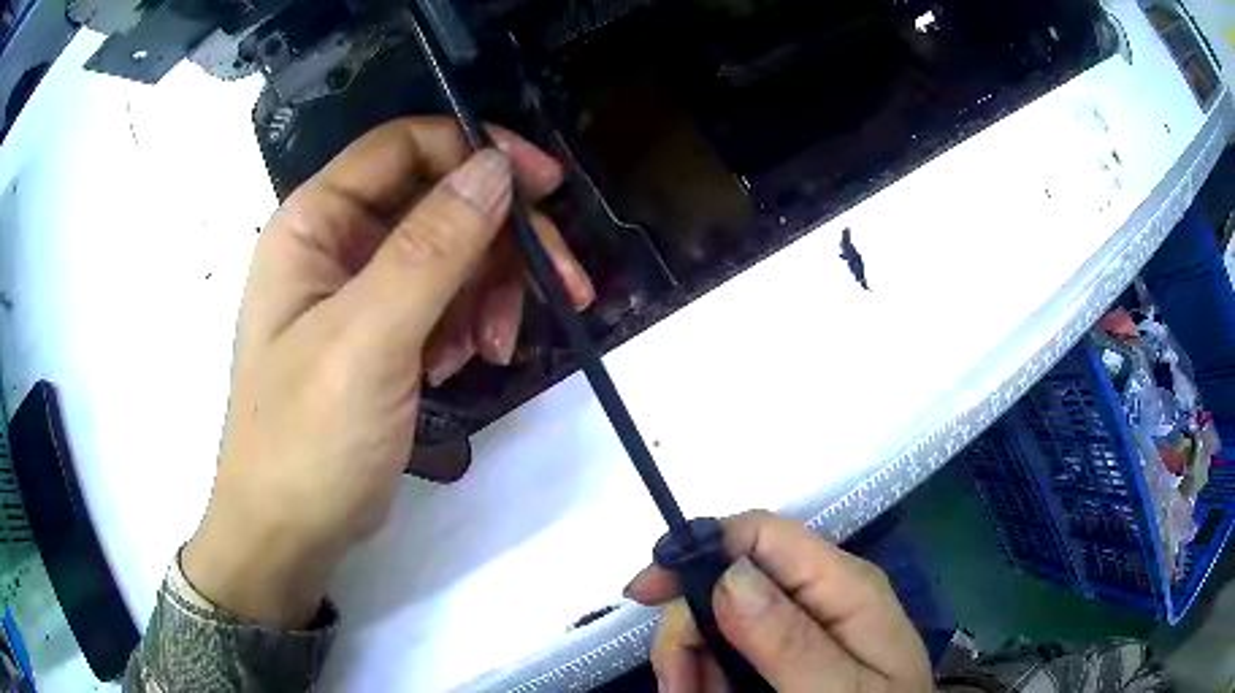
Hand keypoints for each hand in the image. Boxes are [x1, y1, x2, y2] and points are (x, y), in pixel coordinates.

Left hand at [182, 118, 593, 627]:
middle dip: (501, 241)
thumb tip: (495, 166)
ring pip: (452, 253)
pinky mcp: (383, 330)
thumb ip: (431, 247)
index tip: (546, 187)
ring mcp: (360, 288)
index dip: (478, 150)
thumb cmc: (307, 437)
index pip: (406, 146)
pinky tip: (463, 364)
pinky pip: (444, 300)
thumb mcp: (367, 339)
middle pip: (440, 201)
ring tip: (494, 348)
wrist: (290, 530)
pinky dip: (468, 323)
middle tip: (563, 288)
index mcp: (316, 221)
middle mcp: (337, 242)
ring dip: (490, 291)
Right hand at [624, 511, 932, 692]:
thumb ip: (791, 639)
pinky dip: (704, 673)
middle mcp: (820, 594)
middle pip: (729, 579)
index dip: (697, 548)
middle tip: (676, 684)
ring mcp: (802, 624)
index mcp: (843, 586)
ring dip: (690, 659)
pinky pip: (728, 649)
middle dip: (688, 628)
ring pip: (719, 619)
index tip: (642, 593)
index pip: (762, 533)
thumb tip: (730, 574)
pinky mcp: (787, 651)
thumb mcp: (839, 690)